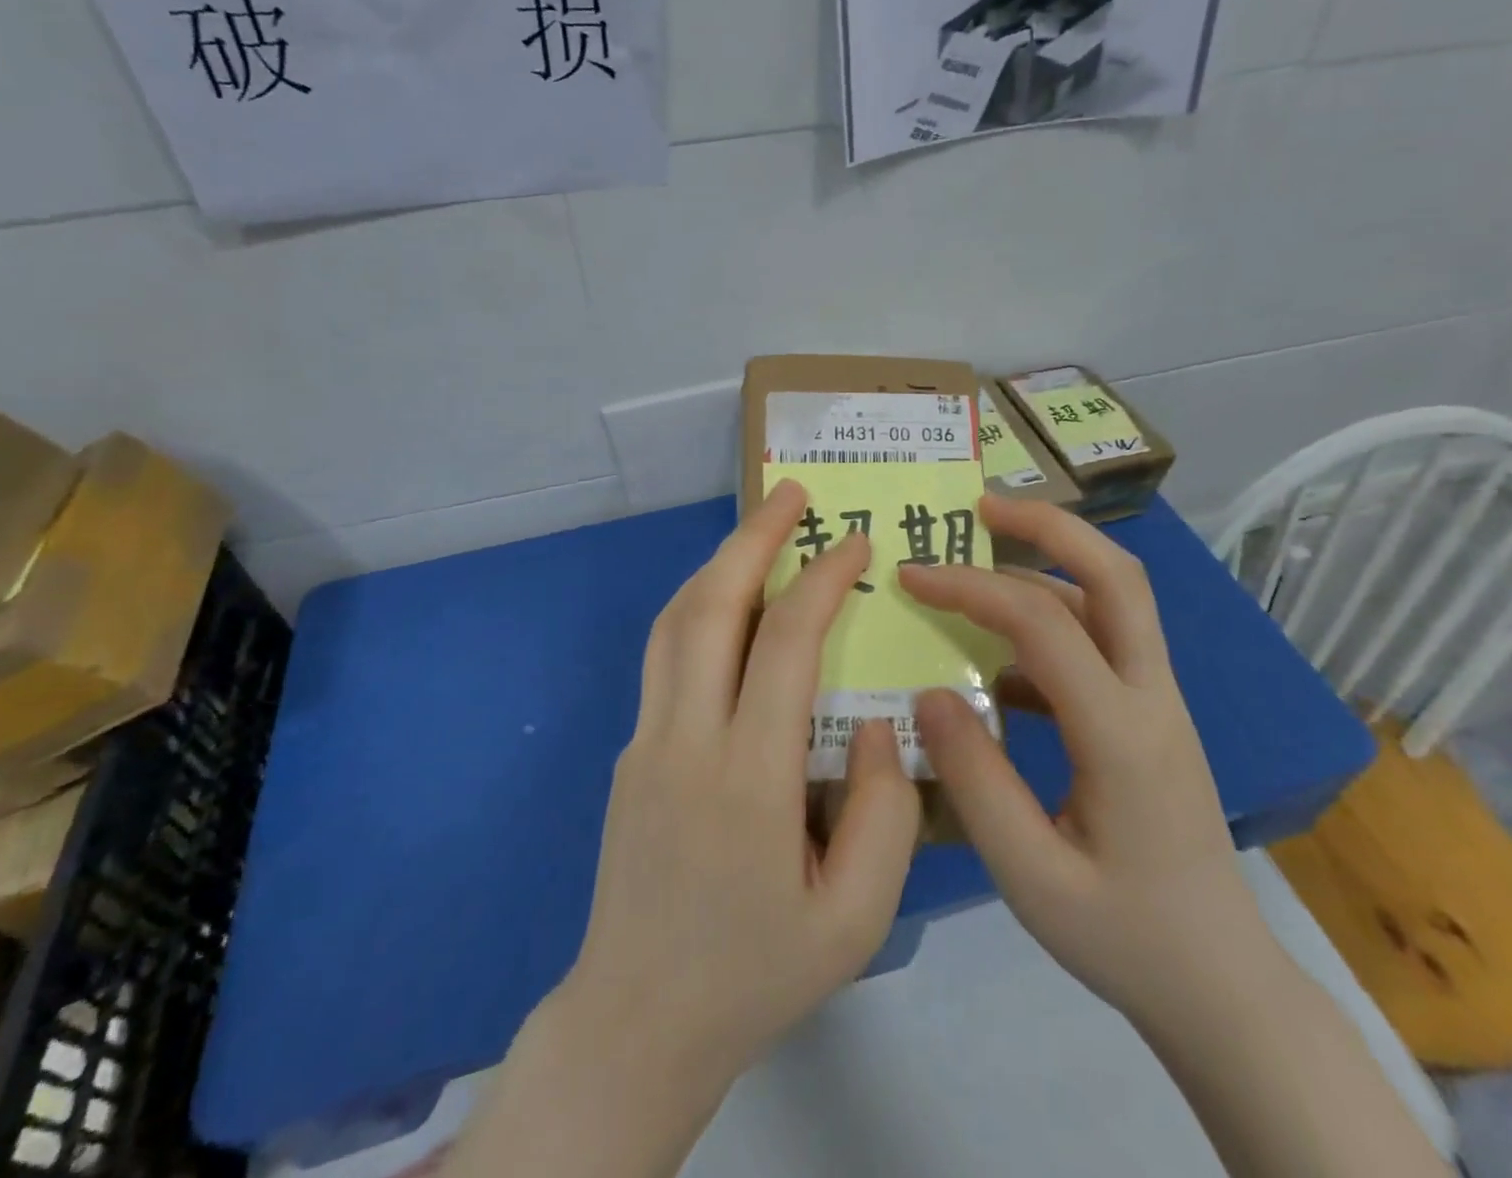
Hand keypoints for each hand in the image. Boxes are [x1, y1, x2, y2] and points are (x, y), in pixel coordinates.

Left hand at [555, 478, 921, 1091]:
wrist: (638, 1020)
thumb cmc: (757, 973)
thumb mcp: (855, 918)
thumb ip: (883, 813)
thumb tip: (873, 722)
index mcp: (748, 778)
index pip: (785, 642)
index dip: (823, 578)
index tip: (856, 542)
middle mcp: (685, 739)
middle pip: (711, 605)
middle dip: (754, 537)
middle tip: (792, 492)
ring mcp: (645, 739)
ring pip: (674, 620)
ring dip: (718, 562)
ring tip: (760, 529)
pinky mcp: (628, 750)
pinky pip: (663, 654)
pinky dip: (696, 605)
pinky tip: (726, 601)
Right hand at [901, 495, 1265, 1018]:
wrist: (1224, 986)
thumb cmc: (1126, 938)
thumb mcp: (1032, 877)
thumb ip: (974, 781)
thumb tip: (928, 691)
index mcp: (1122, 734)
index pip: (1043, 624)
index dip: (971, 587)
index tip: (910, 577)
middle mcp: (1151, 698)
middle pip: (1117, 575)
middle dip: (1049, 525)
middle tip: (982, 505)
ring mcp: (1159, 703)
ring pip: (1114, 600)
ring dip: (1050, 564)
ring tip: (982, 557)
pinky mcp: (1151, 717)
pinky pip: (1102, 643)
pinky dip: (1051, 624)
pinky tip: (999, 663)